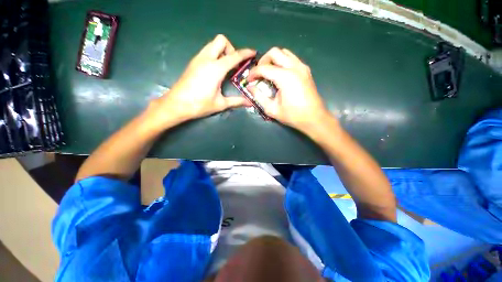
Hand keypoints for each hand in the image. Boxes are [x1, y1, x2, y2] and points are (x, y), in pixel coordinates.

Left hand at [146, 35, 254, 129]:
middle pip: (221, 40)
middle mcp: (206, 59)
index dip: (246, 53)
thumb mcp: (221, 104)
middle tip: (234, 65)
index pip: (234, 56)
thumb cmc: (199, 105)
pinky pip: (207, 51)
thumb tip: (250, 102)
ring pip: (212, 44)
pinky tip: (216, 71)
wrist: (176, 104)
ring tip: (226, 68)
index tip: (253, 53)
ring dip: (222, 51)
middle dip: (231, 49)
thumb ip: (237, 101)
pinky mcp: (193, 62)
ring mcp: (198, 59)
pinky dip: (215, 55)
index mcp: (216, 69)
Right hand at [247, 47, 331, 132]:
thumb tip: (250, 87)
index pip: (264, 68)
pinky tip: (279, 74)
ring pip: (284, 52)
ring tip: (268, 72)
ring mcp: (302, 67)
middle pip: (274, 52)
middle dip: (263, 61)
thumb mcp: (272, 109)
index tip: (249, 80)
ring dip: (273, 60)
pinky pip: (291, 58)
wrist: (314, 118)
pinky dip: (282, 62)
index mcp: (285, 77)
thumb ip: (259, 97)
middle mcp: (294, 67)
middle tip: (258, 74)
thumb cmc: (293, 116)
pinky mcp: (305, 70)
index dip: (253, 73)